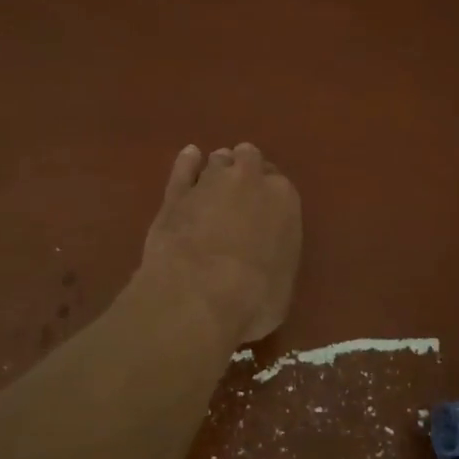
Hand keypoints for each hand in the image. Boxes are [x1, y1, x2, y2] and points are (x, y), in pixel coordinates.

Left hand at [139, 144, 301, 347]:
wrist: (200, 296)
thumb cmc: (255, 298)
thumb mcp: (282, 283)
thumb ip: (275, 256)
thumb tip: (263, 260)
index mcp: (284, 199)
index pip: (279, 183)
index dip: (269, 194)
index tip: (264, 209)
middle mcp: (249, 180)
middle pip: (249, 159)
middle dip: (245, 171)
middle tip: (240, 193)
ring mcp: (209, 182)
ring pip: (217, 160)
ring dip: (218, 169)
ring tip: (214, 185)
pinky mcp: (175, 194)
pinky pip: (183, 167)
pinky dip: (187, 163)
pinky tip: (189, 159)